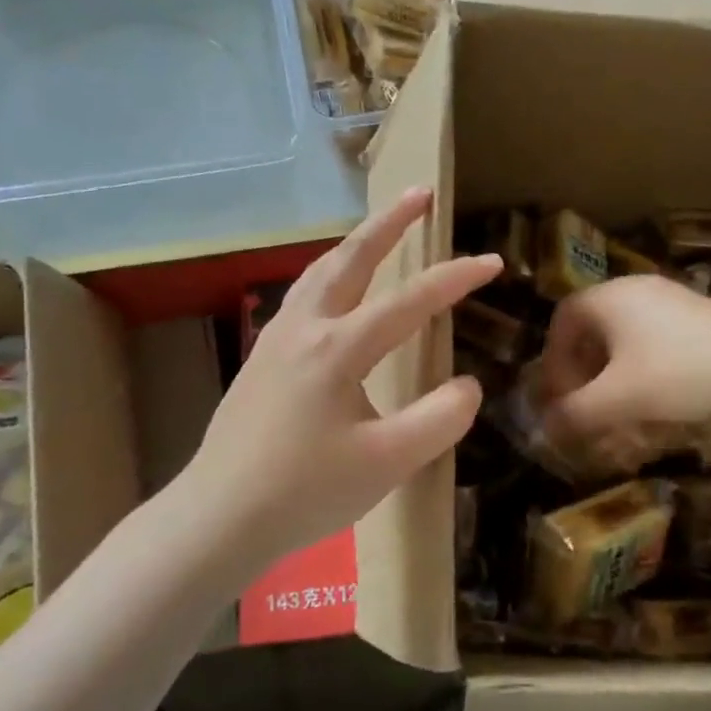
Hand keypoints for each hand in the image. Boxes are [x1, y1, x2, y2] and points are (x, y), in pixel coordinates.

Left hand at [182, 187, 500, 571]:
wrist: (218, 517)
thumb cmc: (305, 492)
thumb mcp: (388, 463)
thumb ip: (439, 419)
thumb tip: (468, 385)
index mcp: (338, 348)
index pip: (410, 301)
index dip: (455, 278)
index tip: (492, 261)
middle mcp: (305, 328)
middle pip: (351, 258)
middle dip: (390, 222)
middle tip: (419, 192)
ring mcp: (276, 339)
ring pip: (320, 271)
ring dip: (356, 243)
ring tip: (380, 227)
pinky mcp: (262, 358)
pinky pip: (302, 295)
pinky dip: (329, 273)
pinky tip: (334, 290)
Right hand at [536, 275, 710, 440]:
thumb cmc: (676, 372)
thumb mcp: (618, 398)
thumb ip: (575, 413)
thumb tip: (544, 426)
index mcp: (609, 297)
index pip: (562, 320)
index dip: (553, 359)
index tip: (559, 394)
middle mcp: (634, 288)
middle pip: (593, 327)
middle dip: (582, 369)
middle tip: (586, 403)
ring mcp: (669, 297)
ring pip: (624, 334)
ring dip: (612, 371)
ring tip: (619, 405)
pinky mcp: (697, 313)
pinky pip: (653, 336)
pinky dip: (641, 365)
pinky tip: (656, 396)